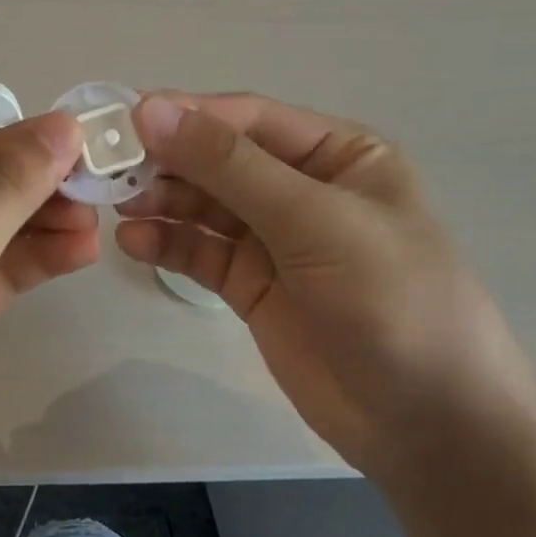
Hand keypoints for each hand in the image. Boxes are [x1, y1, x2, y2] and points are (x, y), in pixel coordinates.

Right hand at [115, 93, 535, 476]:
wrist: (428, 427)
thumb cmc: (392, 302)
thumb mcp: (314, 221)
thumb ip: (229, 165)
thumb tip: (150, 109)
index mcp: (337, 155)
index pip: (248, 120)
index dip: (186, 115)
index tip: (122, 120)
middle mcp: (302, 189)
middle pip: (218, 160)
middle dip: (166, 161)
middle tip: (107, 169)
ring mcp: (274, 239)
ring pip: (202, 206)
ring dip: (160, 201)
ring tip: (115, 206)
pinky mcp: (251, 285)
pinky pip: (200, 252)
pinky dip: (166, 244)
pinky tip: (133, 242)